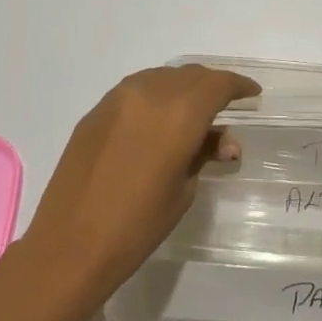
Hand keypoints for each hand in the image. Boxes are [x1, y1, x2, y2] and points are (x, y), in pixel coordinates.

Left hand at [25, 64, 261, 291]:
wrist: (69, 245)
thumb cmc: (136, 226)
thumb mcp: (182, 190)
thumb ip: (204, 154)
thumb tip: (224, 141)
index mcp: (179, 114)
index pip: (217, 85)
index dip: (238, 86)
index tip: (252, 95)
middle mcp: (149, 94)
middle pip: (190, 75)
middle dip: (212, 86)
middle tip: (226, 106)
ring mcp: (118, 99)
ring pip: (162, 77)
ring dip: (183, 87)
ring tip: (193, 112)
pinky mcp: (96, 111)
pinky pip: (136, 89)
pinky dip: (156, 95)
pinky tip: (158, 119)